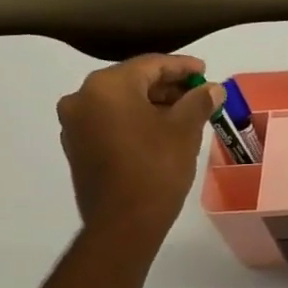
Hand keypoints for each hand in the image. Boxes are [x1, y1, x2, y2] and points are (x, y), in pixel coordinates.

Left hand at [56, 55, 220, 242]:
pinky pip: (110, 121)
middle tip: (197, 93)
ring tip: (184, 113)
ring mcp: (75, 124)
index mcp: (108, 86)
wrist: (123, 223)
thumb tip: (212, 88)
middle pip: (132, 81)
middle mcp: (83, 98)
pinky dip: (135, 120)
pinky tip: (160, 131)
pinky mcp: (77, 146)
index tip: (205, 71)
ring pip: (120, 102)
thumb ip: (199, 101)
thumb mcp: (185, 130)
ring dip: (151, 104)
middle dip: (167, 86)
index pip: (150, 64)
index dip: (181, 67)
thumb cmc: (157, 168)